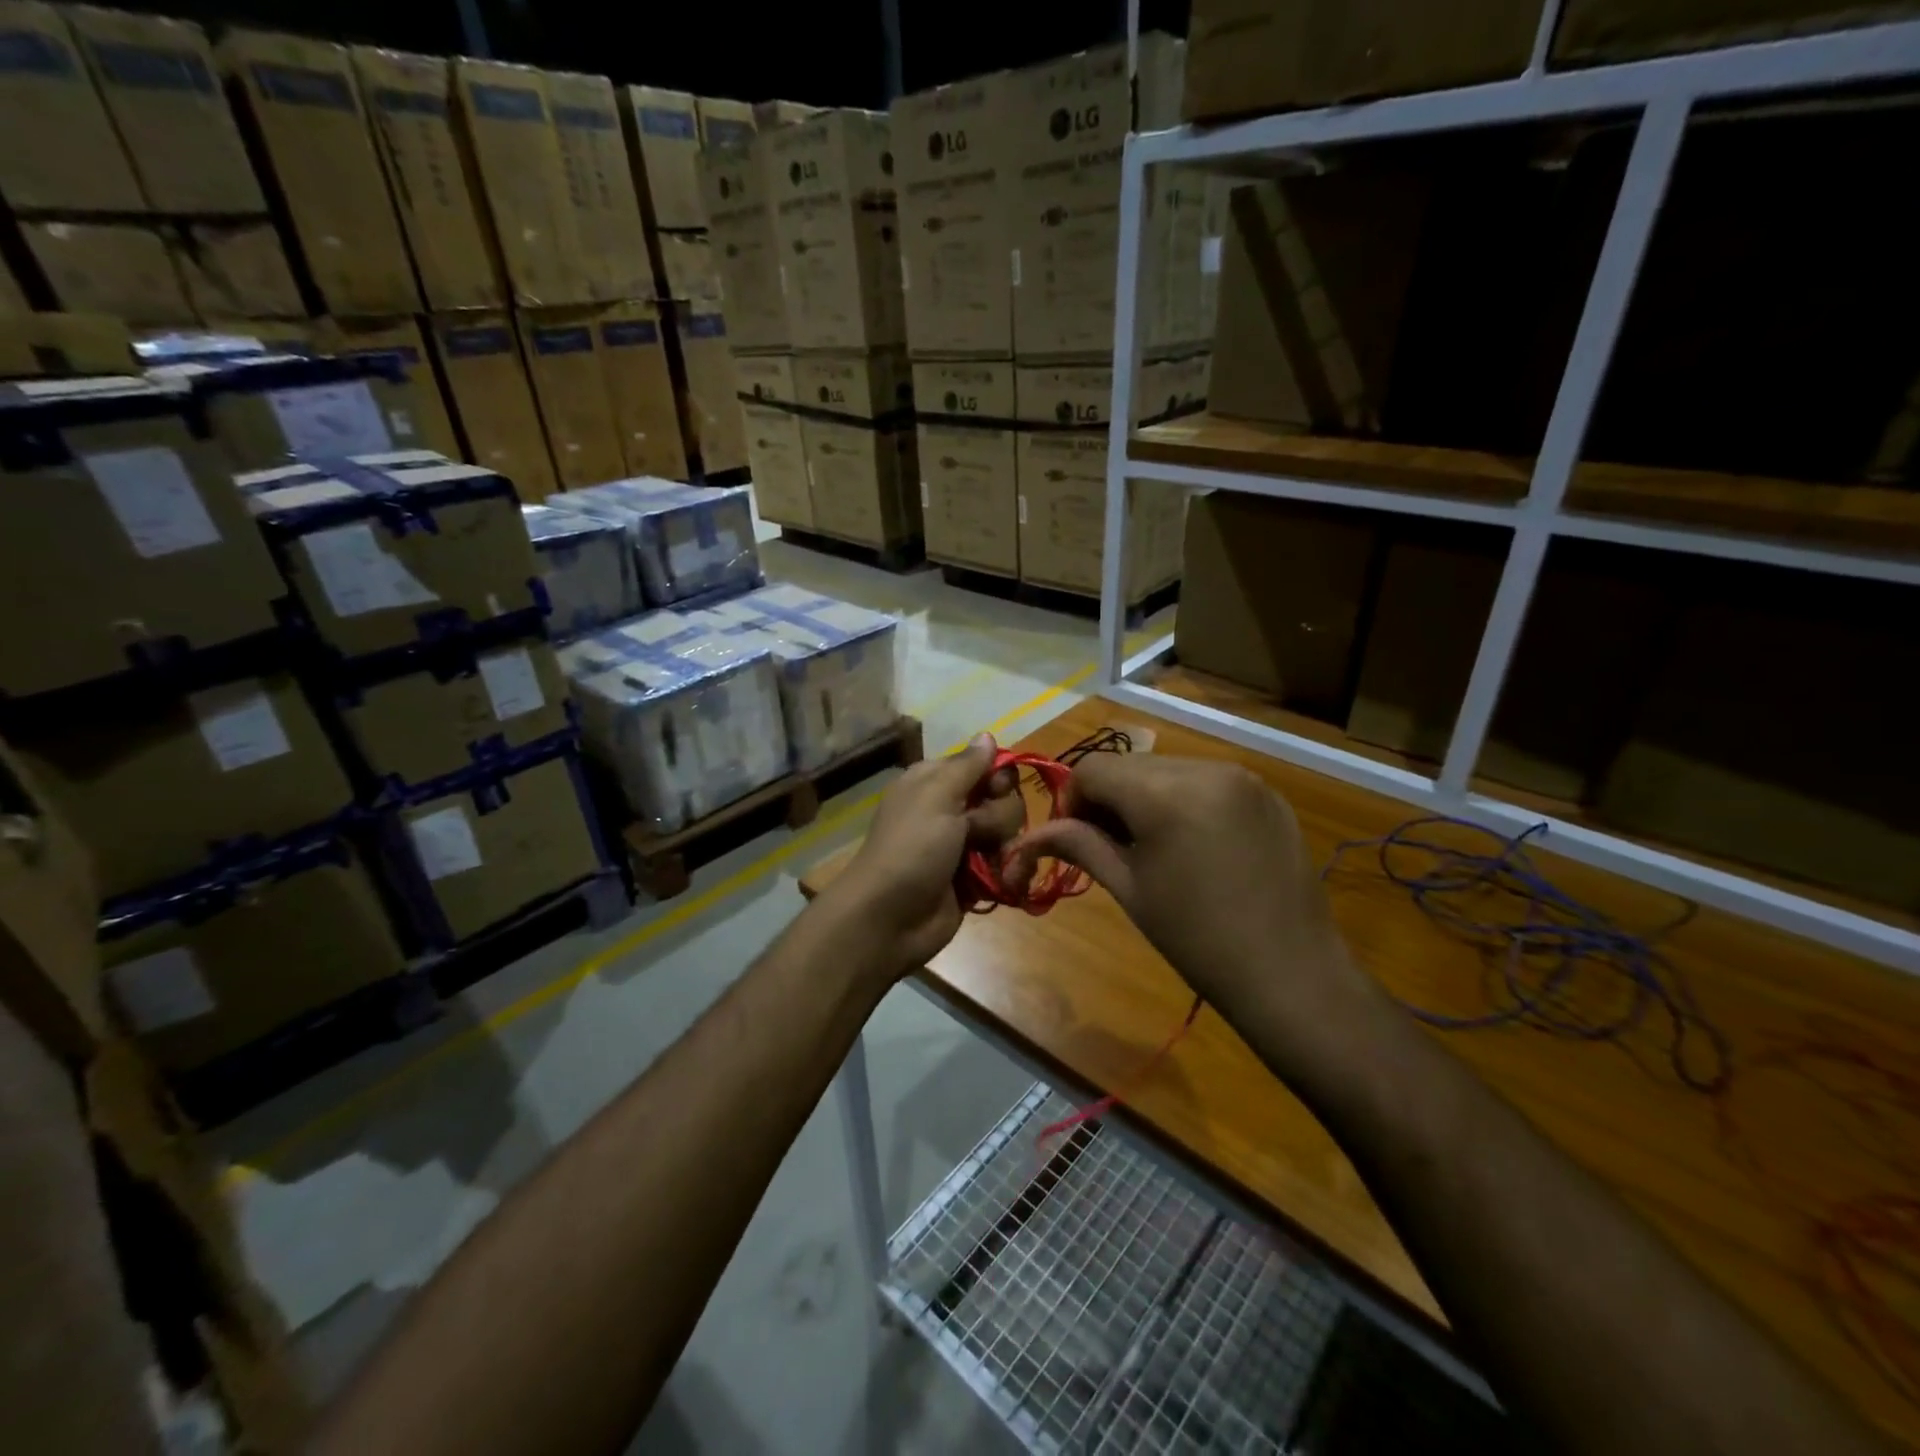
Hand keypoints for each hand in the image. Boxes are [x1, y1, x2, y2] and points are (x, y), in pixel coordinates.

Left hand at [828, 734, 1023, 975]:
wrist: (889, 919)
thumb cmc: (911, 848)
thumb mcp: (936, 796)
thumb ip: (967, 766)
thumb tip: (987, 734)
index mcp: (934, 783)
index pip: (983, 765)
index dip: (996, 777)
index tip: (995, 790)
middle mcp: (950, 810)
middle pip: (1003, 800)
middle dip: (997, 818)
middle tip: (973, 834)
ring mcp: (963, 847)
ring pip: (1009, 834)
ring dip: (1004, 848)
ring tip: (986, 865)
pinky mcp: (974, 879)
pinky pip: (1008, 865)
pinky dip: (1009, 873)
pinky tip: (1004, 881)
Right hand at [1004, 755, 1365, 1029]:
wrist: (1291, 976)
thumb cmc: (1197, 940)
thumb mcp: (1129, 889)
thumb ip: (1079, 845)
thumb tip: (1032, 832)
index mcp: (1167, 793)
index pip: (1093, 769)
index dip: (1072, 800)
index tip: (1073, 839)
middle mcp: (1206, 768)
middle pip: (1130, 765)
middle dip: (1108, 798)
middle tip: (1109, 847)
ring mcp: (1243, 776)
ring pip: (1167, 769)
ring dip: (1145, 797)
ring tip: (1153, 848)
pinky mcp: (1266, 792)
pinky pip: (1206, 780)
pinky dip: (1184, 800)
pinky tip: (1194, 845)